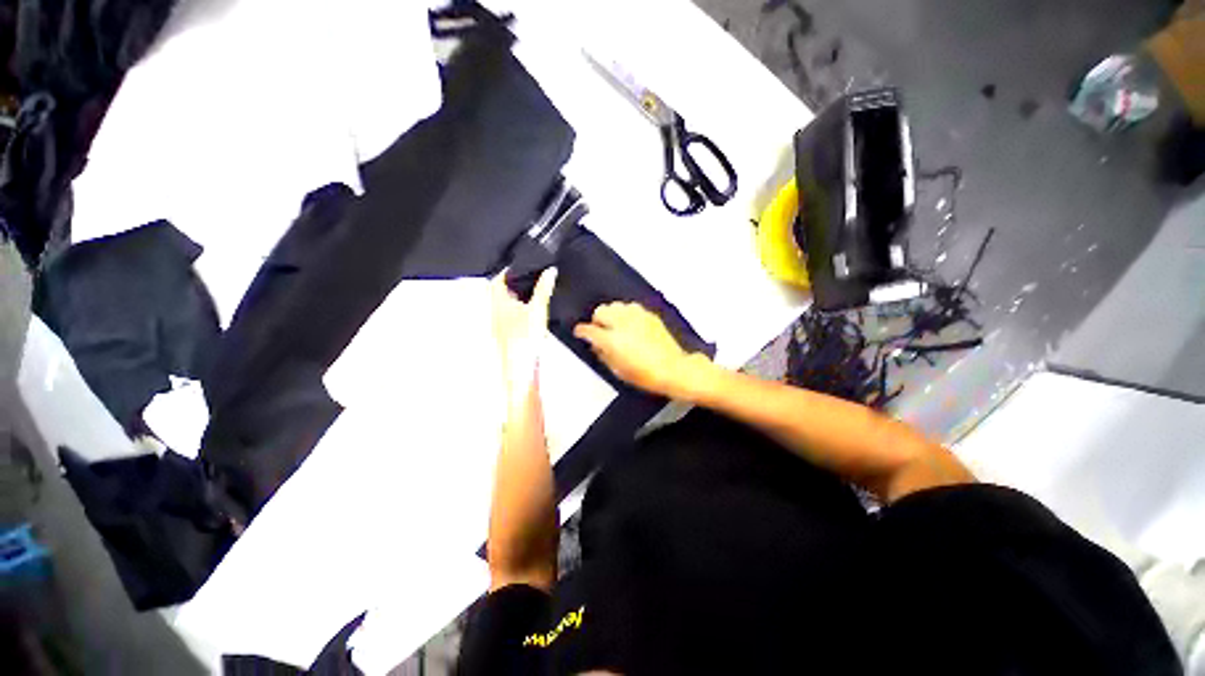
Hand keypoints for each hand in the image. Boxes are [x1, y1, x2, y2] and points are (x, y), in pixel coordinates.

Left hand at [492, 269, 557, 405]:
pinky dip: (519, 310)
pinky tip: (532, 315)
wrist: (520, 368)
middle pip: (500, 291)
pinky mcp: (505, 334)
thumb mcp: (538, 309)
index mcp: (498, 302)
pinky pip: (510, 316)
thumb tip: (550, 271)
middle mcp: (495, 311)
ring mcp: (498, 324)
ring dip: (516, 298)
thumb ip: (544, 289)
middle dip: (514, 284)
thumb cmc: (524, 339)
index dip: (508, 270)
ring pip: (505, 304)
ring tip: (533, 294)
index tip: (521, 266)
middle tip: (530, 279)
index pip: (497, 279)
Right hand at [573, 302, 710, 398]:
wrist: (672, 369)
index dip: (581, 331)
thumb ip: (603, 354)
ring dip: (612, 314)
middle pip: (600, 311)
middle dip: (597, 320)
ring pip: (615, 305)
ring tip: (615, 326)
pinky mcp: (649, 315)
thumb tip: (596, 346)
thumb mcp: (618, 370)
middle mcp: (622, 323)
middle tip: (600, 330)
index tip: (580, 333)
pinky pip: (631, 307)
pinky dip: (626, 313)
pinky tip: (630, 324)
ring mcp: (637, 316)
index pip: (588, 330)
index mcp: (611, 340)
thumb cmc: (645, 374)